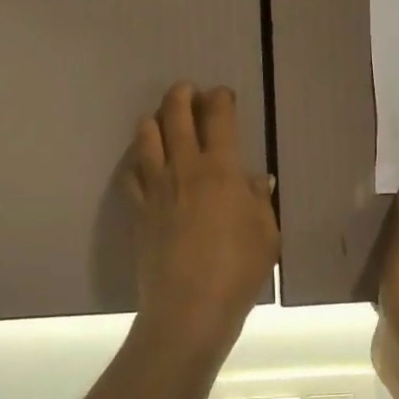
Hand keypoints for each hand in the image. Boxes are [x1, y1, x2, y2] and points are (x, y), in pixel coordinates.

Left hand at [129, 83, 278, 331]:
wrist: (189, 308)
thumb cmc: (238, 270)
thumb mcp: (267, 234)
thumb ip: (259, 201)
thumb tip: (255, 179)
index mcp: (221, 169)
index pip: (218, 117)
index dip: (220, 98)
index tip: (223, 95)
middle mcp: (185, 167)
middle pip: (176, 115)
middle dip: (182, 95)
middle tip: (188, 90)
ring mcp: (156, 187)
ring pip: (147, 136)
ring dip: (156, 119)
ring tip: (162, 118)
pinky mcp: (137, 209)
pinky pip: (131, 173)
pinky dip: (137, 159)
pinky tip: (143, 161)